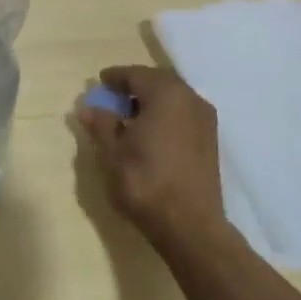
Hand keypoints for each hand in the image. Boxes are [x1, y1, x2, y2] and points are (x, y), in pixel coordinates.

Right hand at [76, 65, 225, 254]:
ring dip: (151, 101)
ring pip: (173, 98)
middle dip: (135, 86)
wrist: (189, 225)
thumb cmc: (145, 182)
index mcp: (165, 94)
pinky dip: (166, 115)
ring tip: (130, 117)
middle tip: (113, 98)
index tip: (99, 82)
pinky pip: (183, 114)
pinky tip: (151, 133)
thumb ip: (101, 124)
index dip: (115, 77)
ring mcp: (205, 119)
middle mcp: (190, 99)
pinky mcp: (210, 140)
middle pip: (158, 82)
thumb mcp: (112, 152)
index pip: (136, 74)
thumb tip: (89, 107)